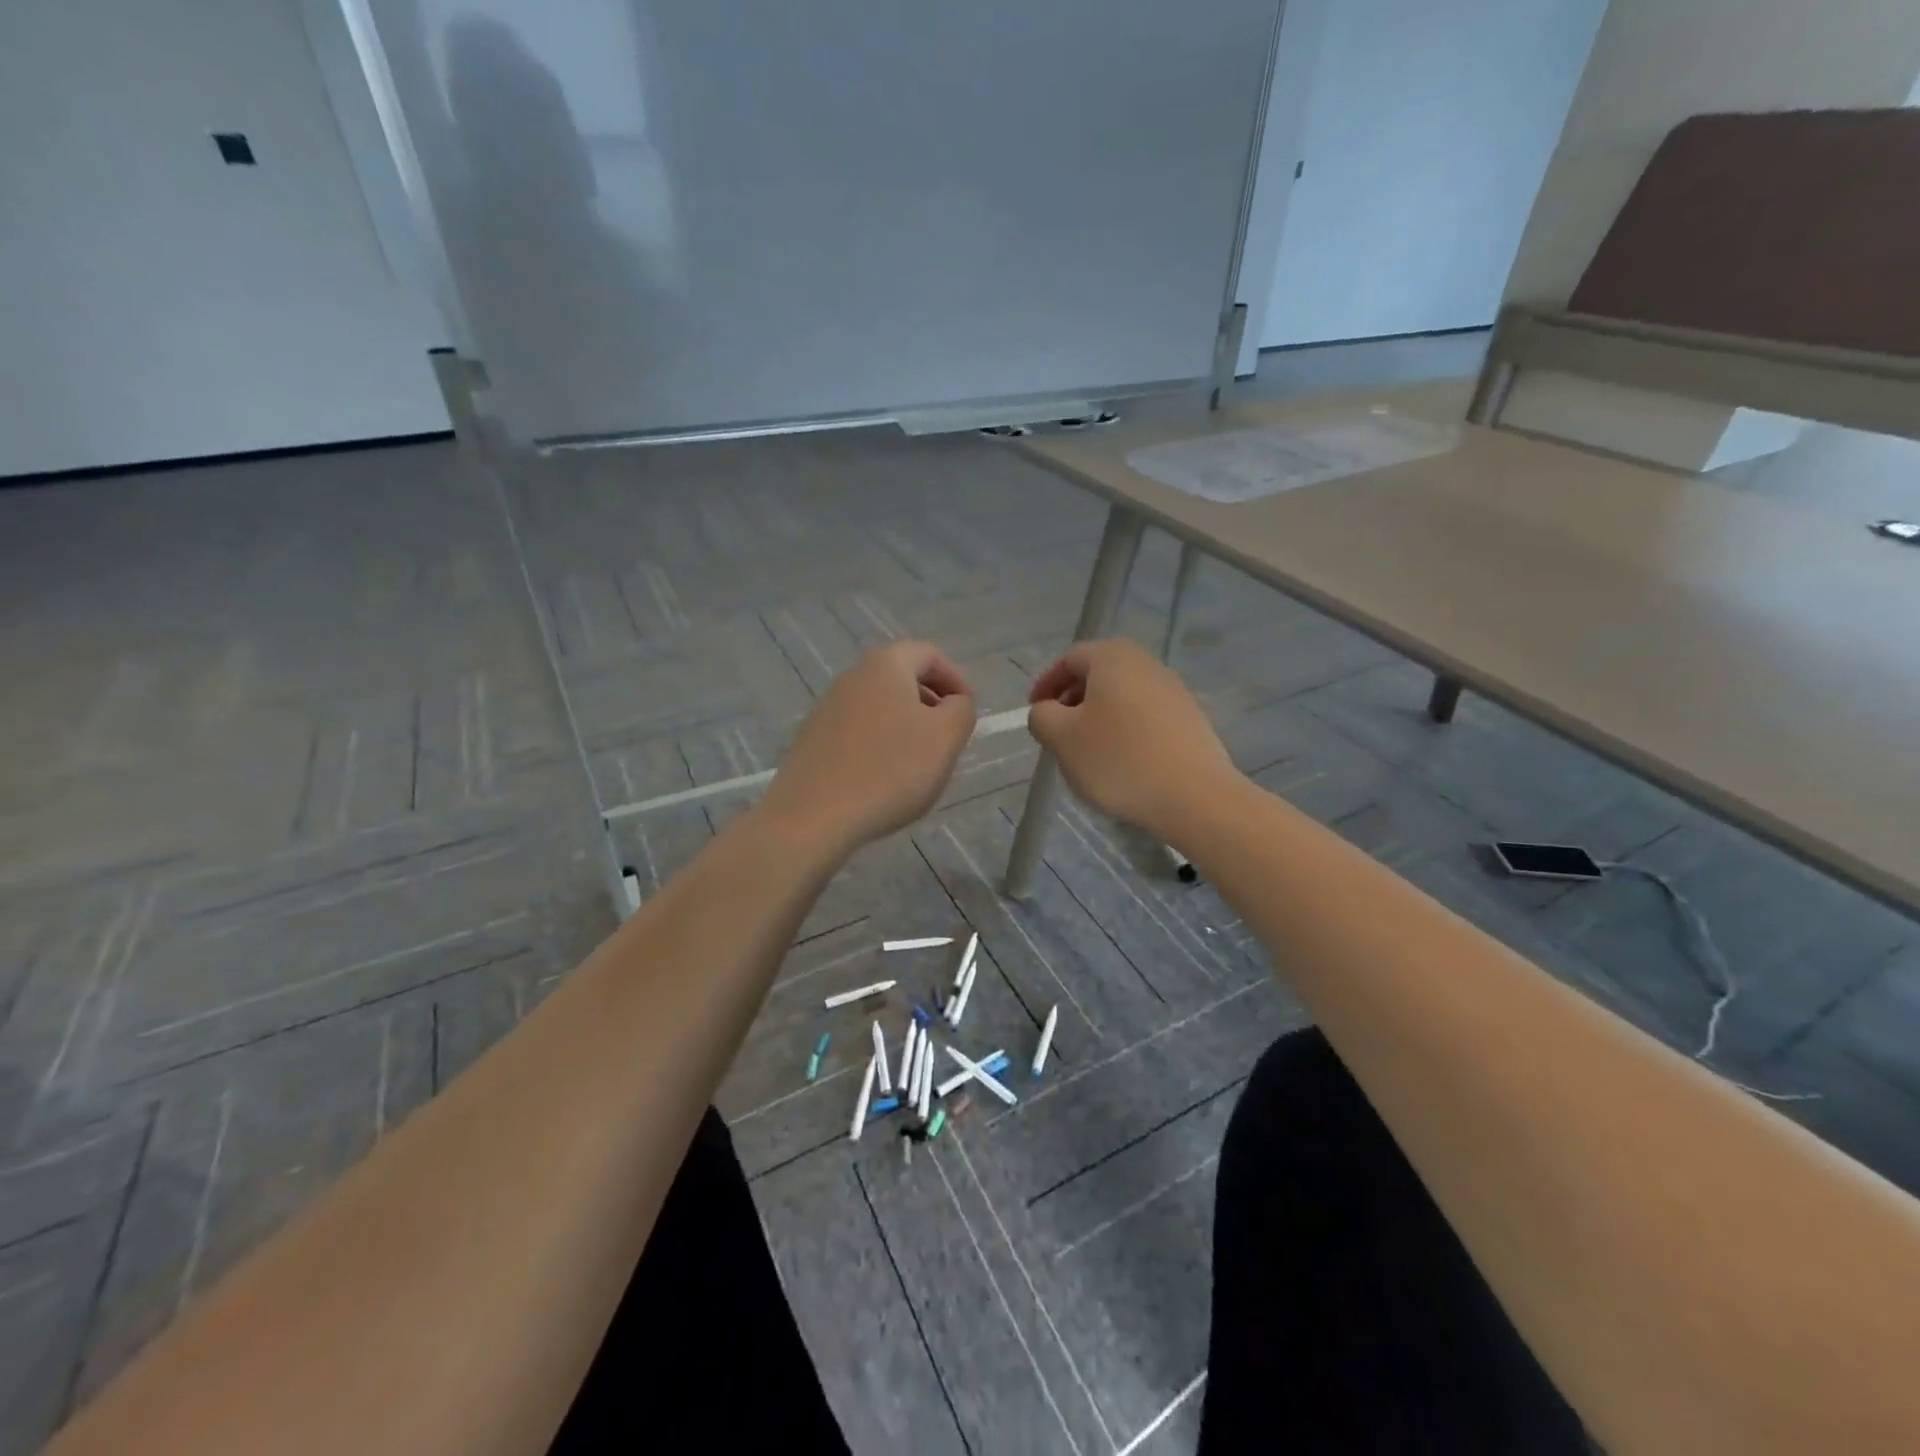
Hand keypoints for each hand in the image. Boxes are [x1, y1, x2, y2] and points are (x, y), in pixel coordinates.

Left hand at [760, 641, 975, 854]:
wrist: (813, 817)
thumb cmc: (890, 771)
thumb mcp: (945, 738)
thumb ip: (961, 711)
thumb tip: (955, 703)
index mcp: (885, 666)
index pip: (929, 654)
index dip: (956, 678)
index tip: (968, 711)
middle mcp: (852, 677)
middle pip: (901, 677)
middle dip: (931, 702)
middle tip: (949, 736)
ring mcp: (827, 709)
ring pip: (879, 706)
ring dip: (906, 725)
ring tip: (920, 763)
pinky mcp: (813, 740)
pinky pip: (858, 731)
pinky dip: (880, 744)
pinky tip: (885, 779)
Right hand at [1029, 638, 1241, 841]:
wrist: (1195, 797)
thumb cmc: (1119, 760)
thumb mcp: (1062, 738)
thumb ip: (1042, 716)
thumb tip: (1047, 710)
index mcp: (1112, 658)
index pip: (1069, 659)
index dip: (1046, 684)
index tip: (1036, 713)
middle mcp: (1146, 663)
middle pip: (1098, 674)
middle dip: (1073, 700)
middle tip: (1059, 731)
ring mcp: (1173, 690)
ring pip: (1122, 695)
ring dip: (1099, 716)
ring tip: (1088, 751)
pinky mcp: (1190, 718)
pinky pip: (1145, 715)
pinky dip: (1125, 729)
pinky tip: (1122, 761)